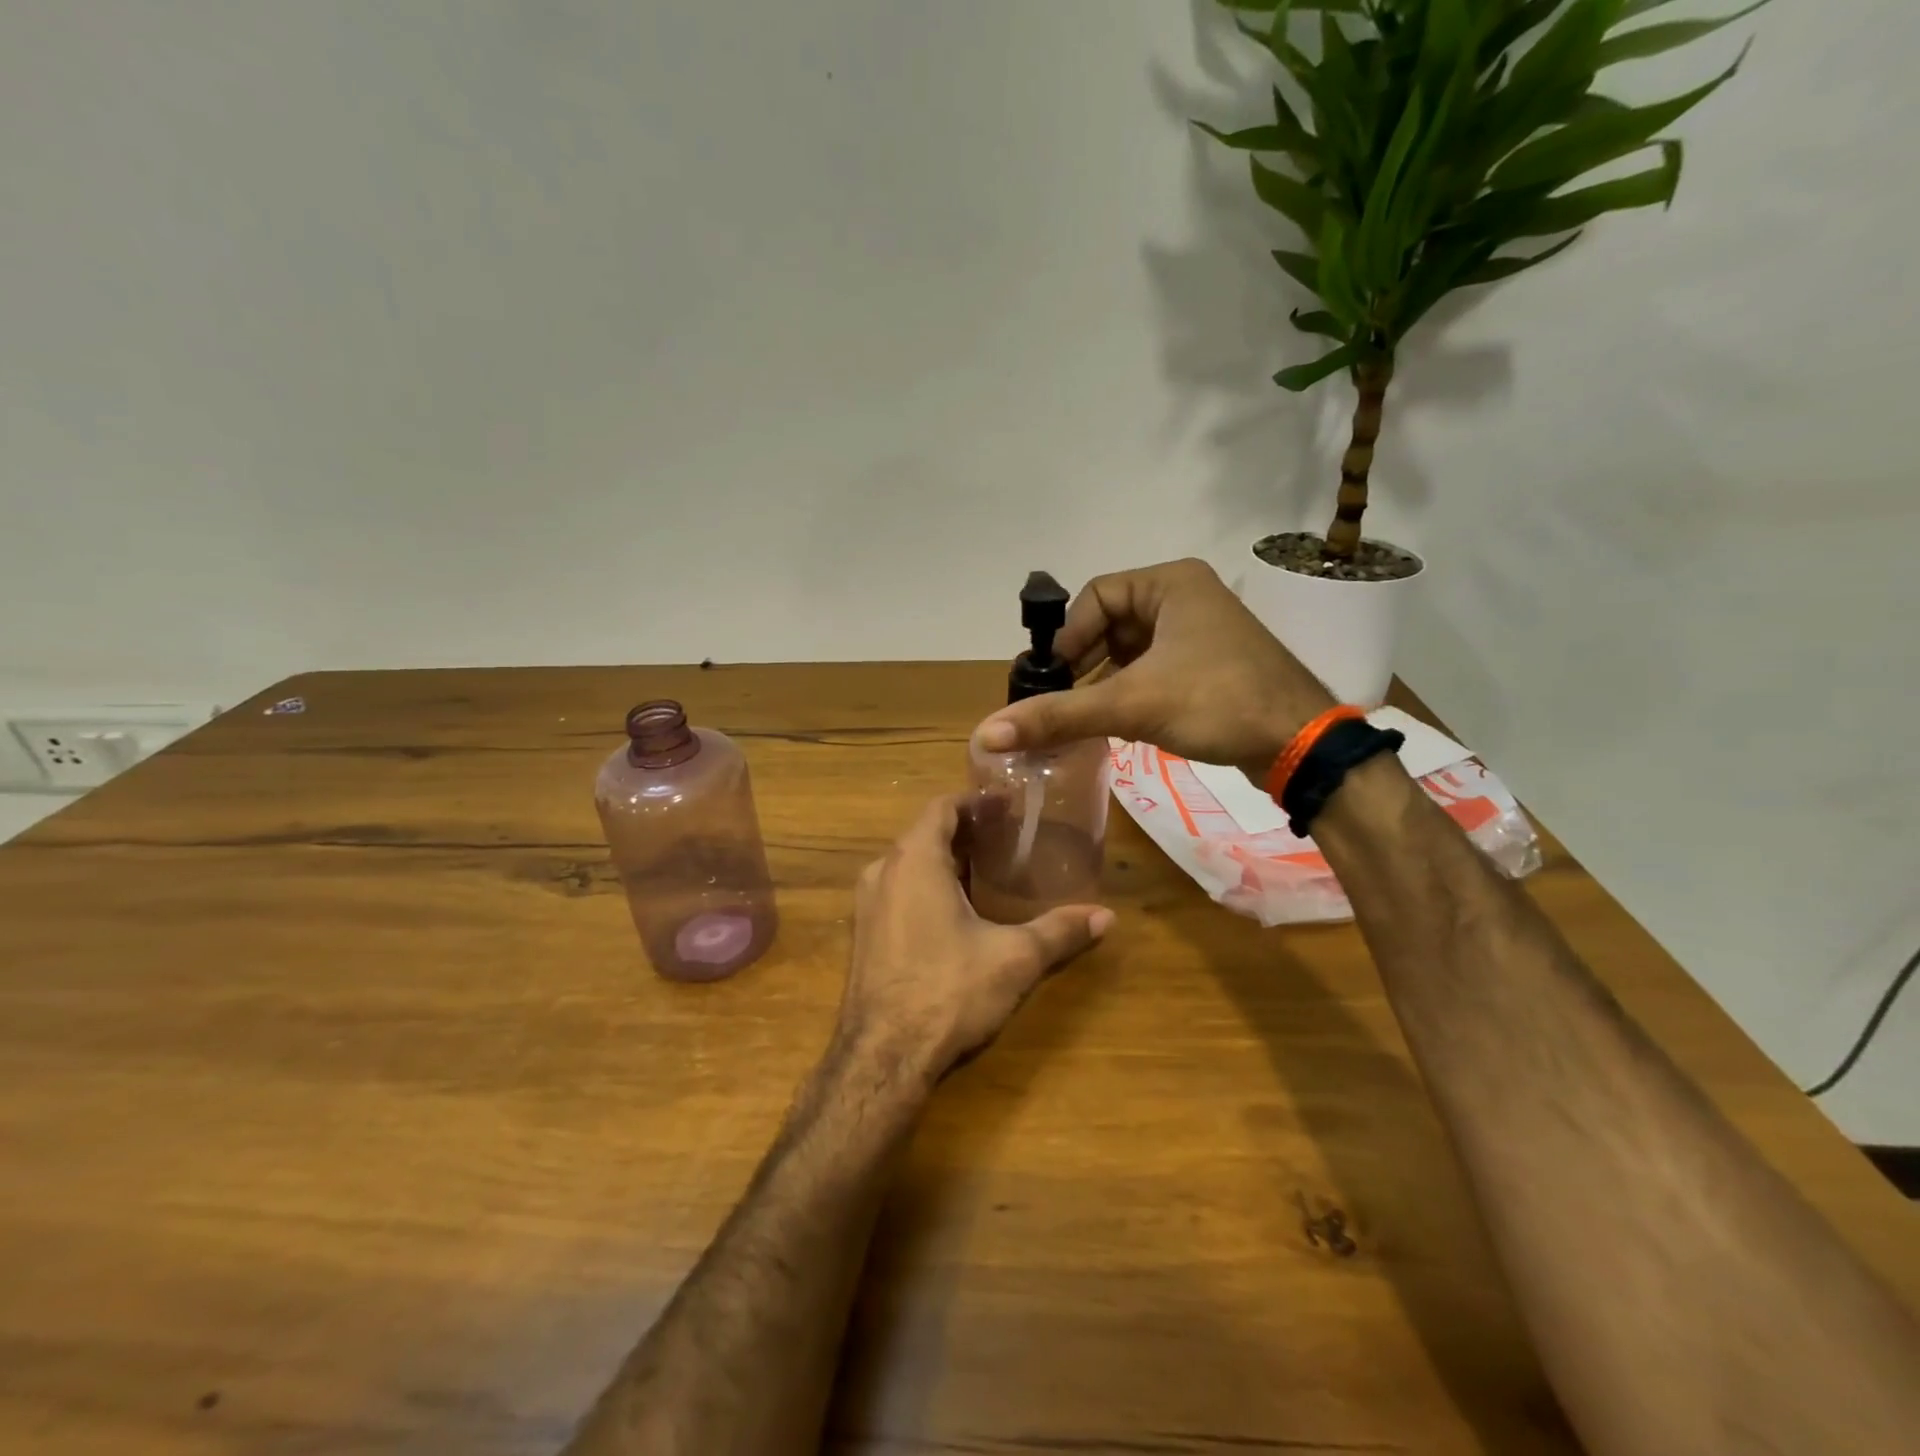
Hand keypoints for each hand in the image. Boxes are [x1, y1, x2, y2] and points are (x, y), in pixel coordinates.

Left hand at [836, 795, 1112, 1084]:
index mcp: (914, 860)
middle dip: (965, 830)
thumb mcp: (1013, 958)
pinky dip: (927, 885)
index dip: (975, 801)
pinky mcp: (865, 933)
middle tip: (1007, 837)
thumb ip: (1059, 931)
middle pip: (925, 833)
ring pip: (909, 863)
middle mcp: (883, 871)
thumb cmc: (947, 990)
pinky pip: (898, 889)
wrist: (881, 1056)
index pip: (942, 807)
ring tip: (988, 869)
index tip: (1007, 805)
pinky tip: (957, 910)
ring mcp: (868, 904)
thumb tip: (1107, 917)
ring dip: (945, 859)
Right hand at [974, 558, 1334, 774]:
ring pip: (1132, 649)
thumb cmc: (1216, 702)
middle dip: (1083, 662)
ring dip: (1103, 680)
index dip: (1068, 637)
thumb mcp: (1131, 704)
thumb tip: (987, 733)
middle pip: (1111, 623)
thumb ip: (1058, 716)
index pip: (1095, 597)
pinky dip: (1129, 689)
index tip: (1050, 679)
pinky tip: (1116, 720)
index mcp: (1170, 583)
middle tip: (1060, 700)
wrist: (1302, 744)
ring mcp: (1201, 631)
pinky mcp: (1210, 664)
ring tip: (1083, 715)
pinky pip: (1153, 667)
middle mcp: (1186, 597)